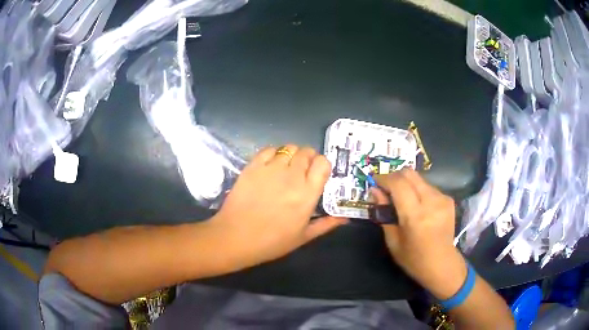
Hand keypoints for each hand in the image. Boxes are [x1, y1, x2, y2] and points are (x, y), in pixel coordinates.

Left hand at [210, 145, 346, 269]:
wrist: (236, 237)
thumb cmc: (272, 242)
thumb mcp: (303, 237)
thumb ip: (326, 224)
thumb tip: (345, 218)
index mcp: (308, 194)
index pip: (323, 163)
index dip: (322, 164)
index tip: (318, 173)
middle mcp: (292, 176)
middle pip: (306, 152)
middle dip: (308, 158)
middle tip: (301, 171)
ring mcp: (271, 169)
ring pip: (288, 148)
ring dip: (291, 155)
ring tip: (286, 167)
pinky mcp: (253, 166)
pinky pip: (268, 149)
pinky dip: (273, 153)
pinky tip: (271, 165)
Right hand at [373, 169, 466, 297]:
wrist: (442, 264)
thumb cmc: (413, 259)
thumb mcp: (393, 240)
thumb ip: (384, 213)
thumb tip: (374, 191)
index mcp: (415, 216)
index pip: (398, 183)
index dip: (384, 178)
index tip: (374, 181)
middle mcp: (431, 202)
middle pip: (409, 174)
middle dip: (394, 176)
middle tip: (386, 187)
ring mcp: (442, 199)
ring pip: (419, 178)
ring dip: (407, 184)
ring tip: (402, 199)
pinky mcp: (448, 200)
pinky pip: (428, 187)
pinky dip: (418, 191)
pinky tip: (417, 205)